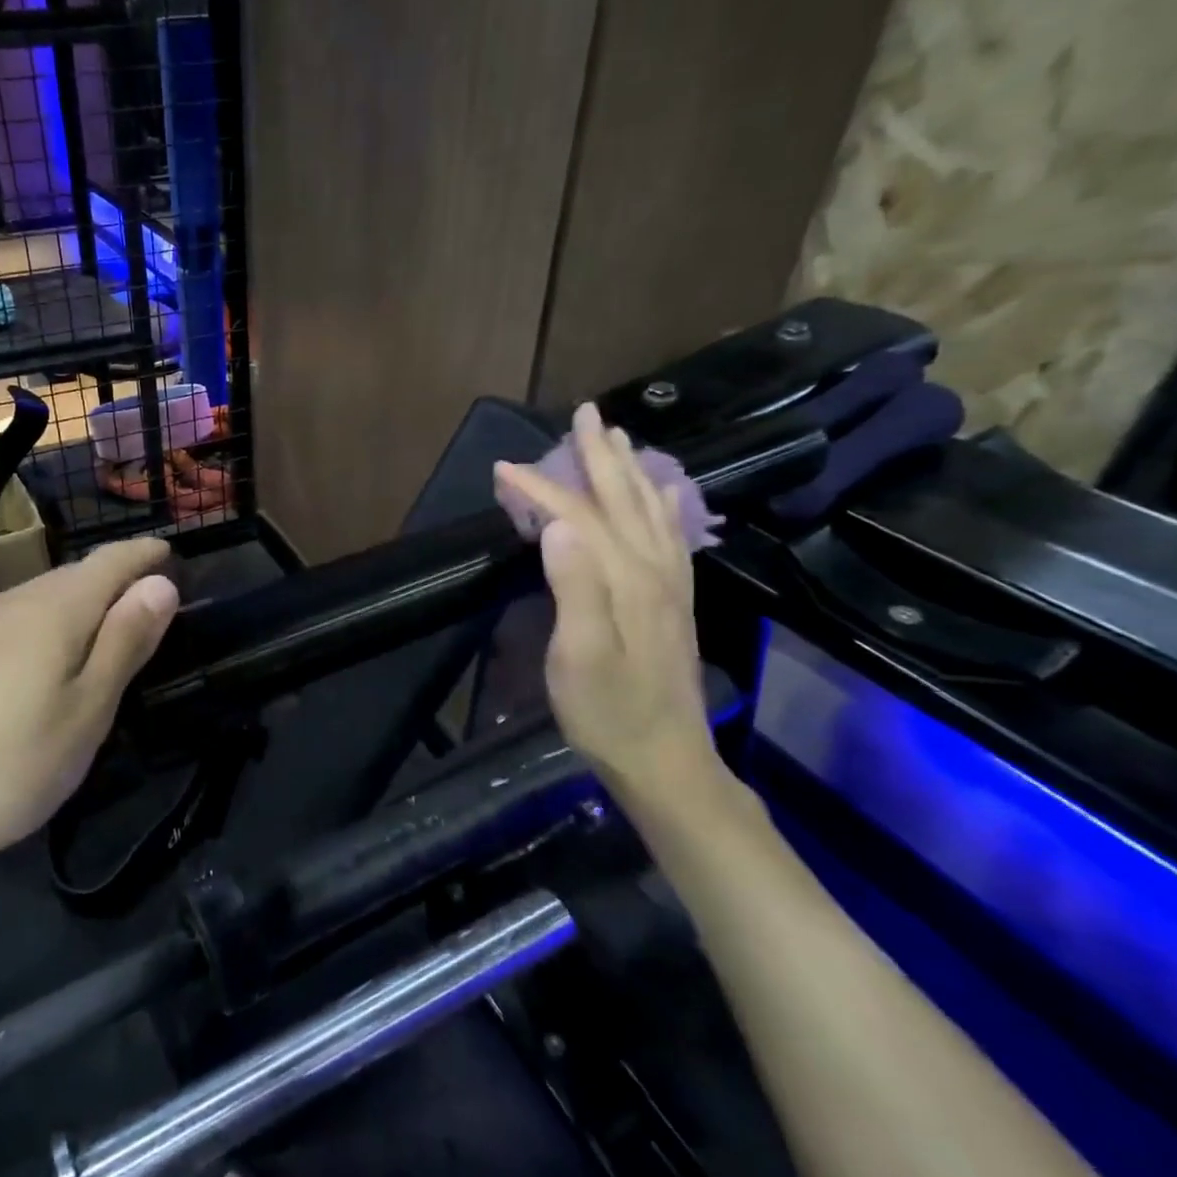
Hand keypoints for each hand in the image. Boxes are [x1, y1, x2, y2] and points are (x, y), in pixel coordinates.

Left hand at [0, 540, 179, 874]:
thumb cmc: (3, 767)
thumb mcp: (84, 714)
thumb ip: (123, 644)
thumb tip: (159, 584)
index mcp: (53, 612)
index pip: (110, 562)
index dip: (142, 554)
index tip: (168, 551)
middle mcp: (6, 603)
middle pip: (69, 578)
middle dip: (108, 581)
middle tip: (137, 599)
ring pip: (30, 601)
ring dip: (67, 607)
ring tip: (86, 630)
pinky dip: (27, 631)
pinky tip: (19, 663)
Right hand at [493, 404, 718, 798]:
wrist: (665, 761)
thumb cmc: (608, 712)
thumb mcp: (580, 656)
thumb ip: (574, 586)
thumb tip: (559, 522)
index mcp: (624, 578)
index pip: (577, 516)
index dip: (538, 488)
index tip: (502, 467)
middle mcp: (652, 570)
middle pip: (623, 499)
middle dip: (600, 455)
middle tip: (586, 414)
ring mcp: (669, 586)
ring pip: (650, 511)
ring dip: (631, 471)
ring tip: (620, 440)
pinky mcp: (673, 603)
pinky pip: (670, 538)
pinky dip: (663, 506)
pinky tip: (662, 497)